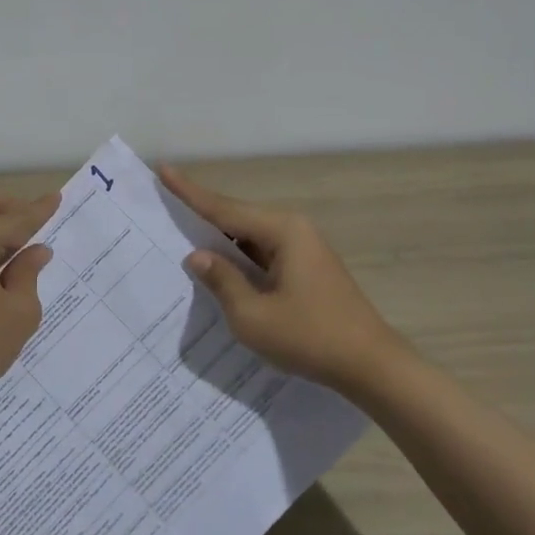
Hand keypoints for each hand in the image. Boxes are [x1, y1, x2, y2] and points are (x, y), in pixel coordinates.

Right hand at [159, 165, 409, 392]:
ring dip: (220, 240)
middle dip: (201, 214)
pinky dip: (238, 259)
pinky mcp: (306, 268)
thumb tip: (197, 255)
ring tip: (181, 236)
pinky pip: (262, 254)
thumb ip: (222, 281)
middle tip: (164, 205)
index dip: (189, 192)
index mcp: (282, 231)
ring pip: (249, 238)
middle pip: (236, 217)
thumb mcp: (253, 316)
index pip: (224, 208)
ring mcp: (303, 249)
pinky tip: (218, 268)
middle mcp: (293, 230)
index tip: (163, 169)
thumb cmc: (310, 338)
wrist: (371, 366)